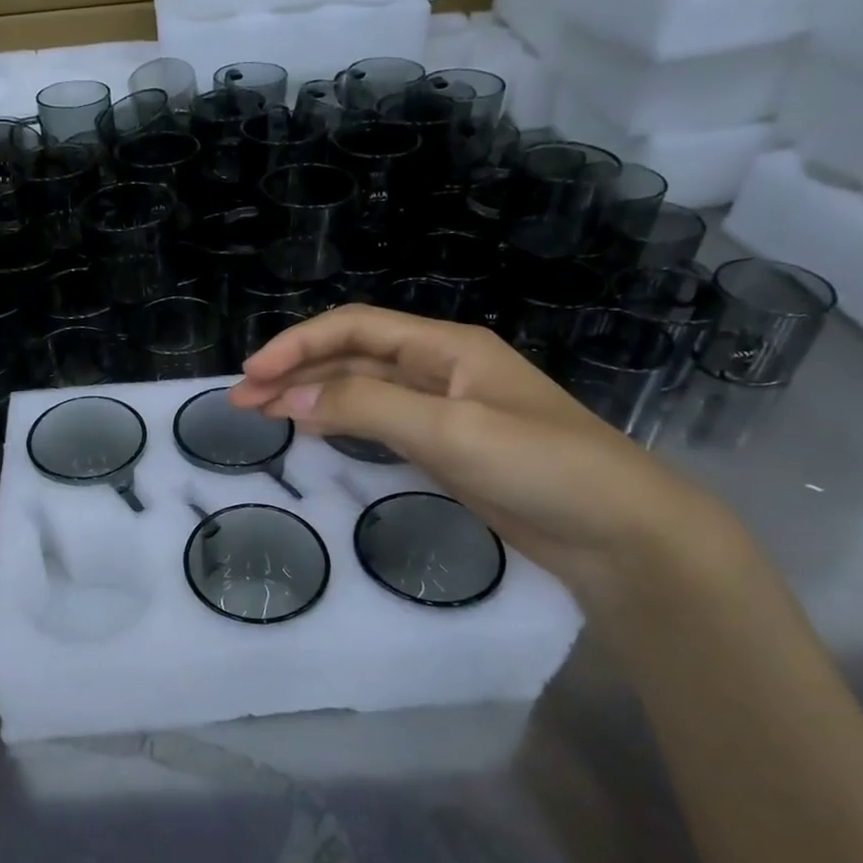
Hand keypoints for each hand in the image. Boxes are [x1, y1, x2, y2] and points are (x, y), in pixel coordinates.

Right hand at [227, 305, 736, 608]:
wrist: (621, 534)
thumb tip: (288, 398)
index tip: (255, 373)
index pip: (357, 327)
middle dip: (296, 371)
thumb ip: (367, 408)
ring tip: (261, 413)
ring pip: (361, 390)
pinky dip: (339, 423)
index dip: (300, 343)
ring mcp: (442, 409)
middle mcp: (440, 369)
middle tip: (241, 400)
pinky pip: (377, 423)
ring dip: (311, 396)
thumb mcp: (451, 430)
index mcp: (447, 347)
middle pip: (353, 357)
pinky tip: (311, 430)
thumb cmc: (543, 466)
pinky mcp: (444, 448)